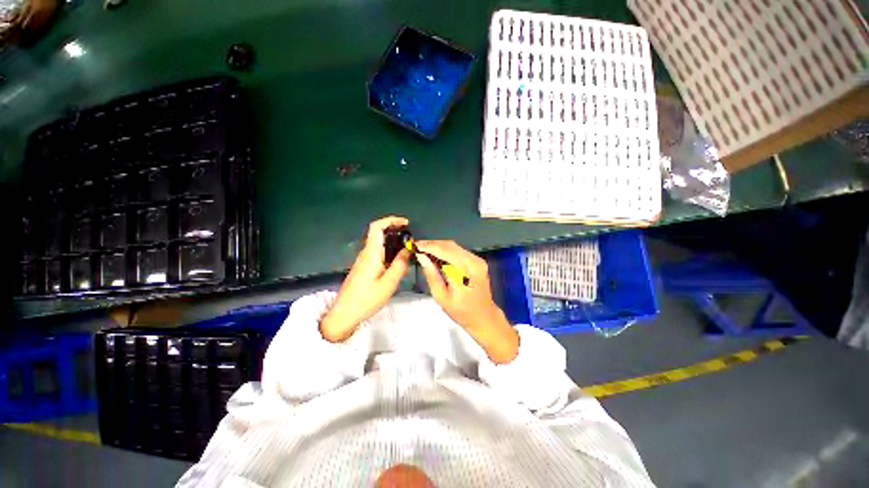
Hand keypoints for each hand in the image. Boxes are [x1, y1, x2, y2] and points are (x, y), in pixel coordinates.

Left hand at [320, 216, 411, 341]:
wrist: (344, 314)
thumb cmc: (367, 299)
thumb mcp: (389, 283)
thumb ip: (400, 264)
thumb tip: (408, 249)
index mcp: (371, 253)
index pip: (377, 227)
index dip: (390, 220)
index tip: (406, 223)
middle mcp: (366, 253)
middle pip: (378, 232)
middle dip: (394, 229)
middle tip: (410, 236)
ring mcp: (363, 260)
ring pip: (378, 243)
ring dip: (393, 240)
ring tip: (408, 247)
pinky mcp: (364, 267)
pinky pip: (378, 252)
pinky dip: (389, 250)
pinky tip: (398, 259)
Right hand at [416, 240, 518, 363]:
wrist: (483, 316)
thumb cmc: (461, 311)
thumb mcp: (441, 296)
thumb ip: (431, 274)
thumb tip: (420, 256)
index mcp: (465, 272)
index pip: (444, 251)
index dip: (428, 246)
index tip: (413, 245)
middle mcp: (474, 261)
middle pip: (449, 245)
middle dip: (431, 244)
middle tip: (416, 246)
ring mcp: (477, 259)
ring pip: (454, 246)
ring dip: (438, 246)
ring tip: (423, 249)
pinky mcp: (477, 260)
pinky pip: (458, 250)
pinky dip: (445, 250)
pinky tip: (435, 254)